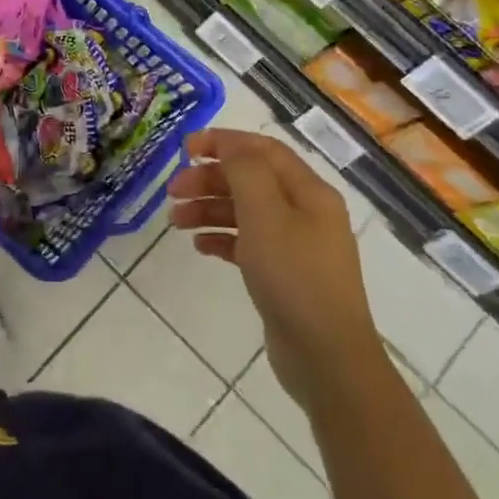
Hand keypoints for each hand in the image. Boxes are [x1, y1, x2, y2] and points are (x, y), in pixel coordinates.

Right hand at [168, 129, 377, 409]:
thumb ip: (246, 172)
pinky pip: (247, 243)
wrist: (326, 355)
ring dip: (210, 209)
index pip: (263, 150)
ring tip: (176, 222)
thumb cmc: (294, 277)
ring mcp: (296, 245)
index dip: (224, 142)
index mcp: (309, 192)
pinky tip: (200, 247)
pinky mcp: (284, 274)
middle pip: (251, 180)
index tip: (185, 149)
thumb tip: (229, 145)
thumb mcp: (266, 215)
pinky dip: (222, 238)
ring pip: (246, 212)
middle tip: (172, 191)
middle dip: (210, 179)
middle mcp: (306, 212)